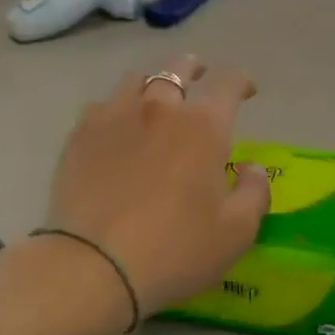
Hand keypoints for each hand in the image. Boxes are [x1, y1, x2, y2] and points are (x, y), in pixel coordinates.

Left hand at [42, 56, 270, 328]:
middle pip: (178, 68)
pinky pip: (102, 106)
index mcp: (203, 126)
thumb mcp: (236, 233)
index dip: (242, 81)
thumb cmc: (174, 249)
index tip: (247, 91)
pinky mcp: (80, 135)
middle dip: (195, 69)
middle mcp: (159, 108)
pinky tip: (117, 127)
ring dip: (153, 83)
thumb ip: (254, 193)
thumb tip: (252, 168)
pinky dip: (117, 108)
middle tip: (199, 78)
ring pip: (137, 80)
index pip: (228, 83)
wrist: (93, 266)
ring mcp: (114, 117)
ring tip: (155, 98)